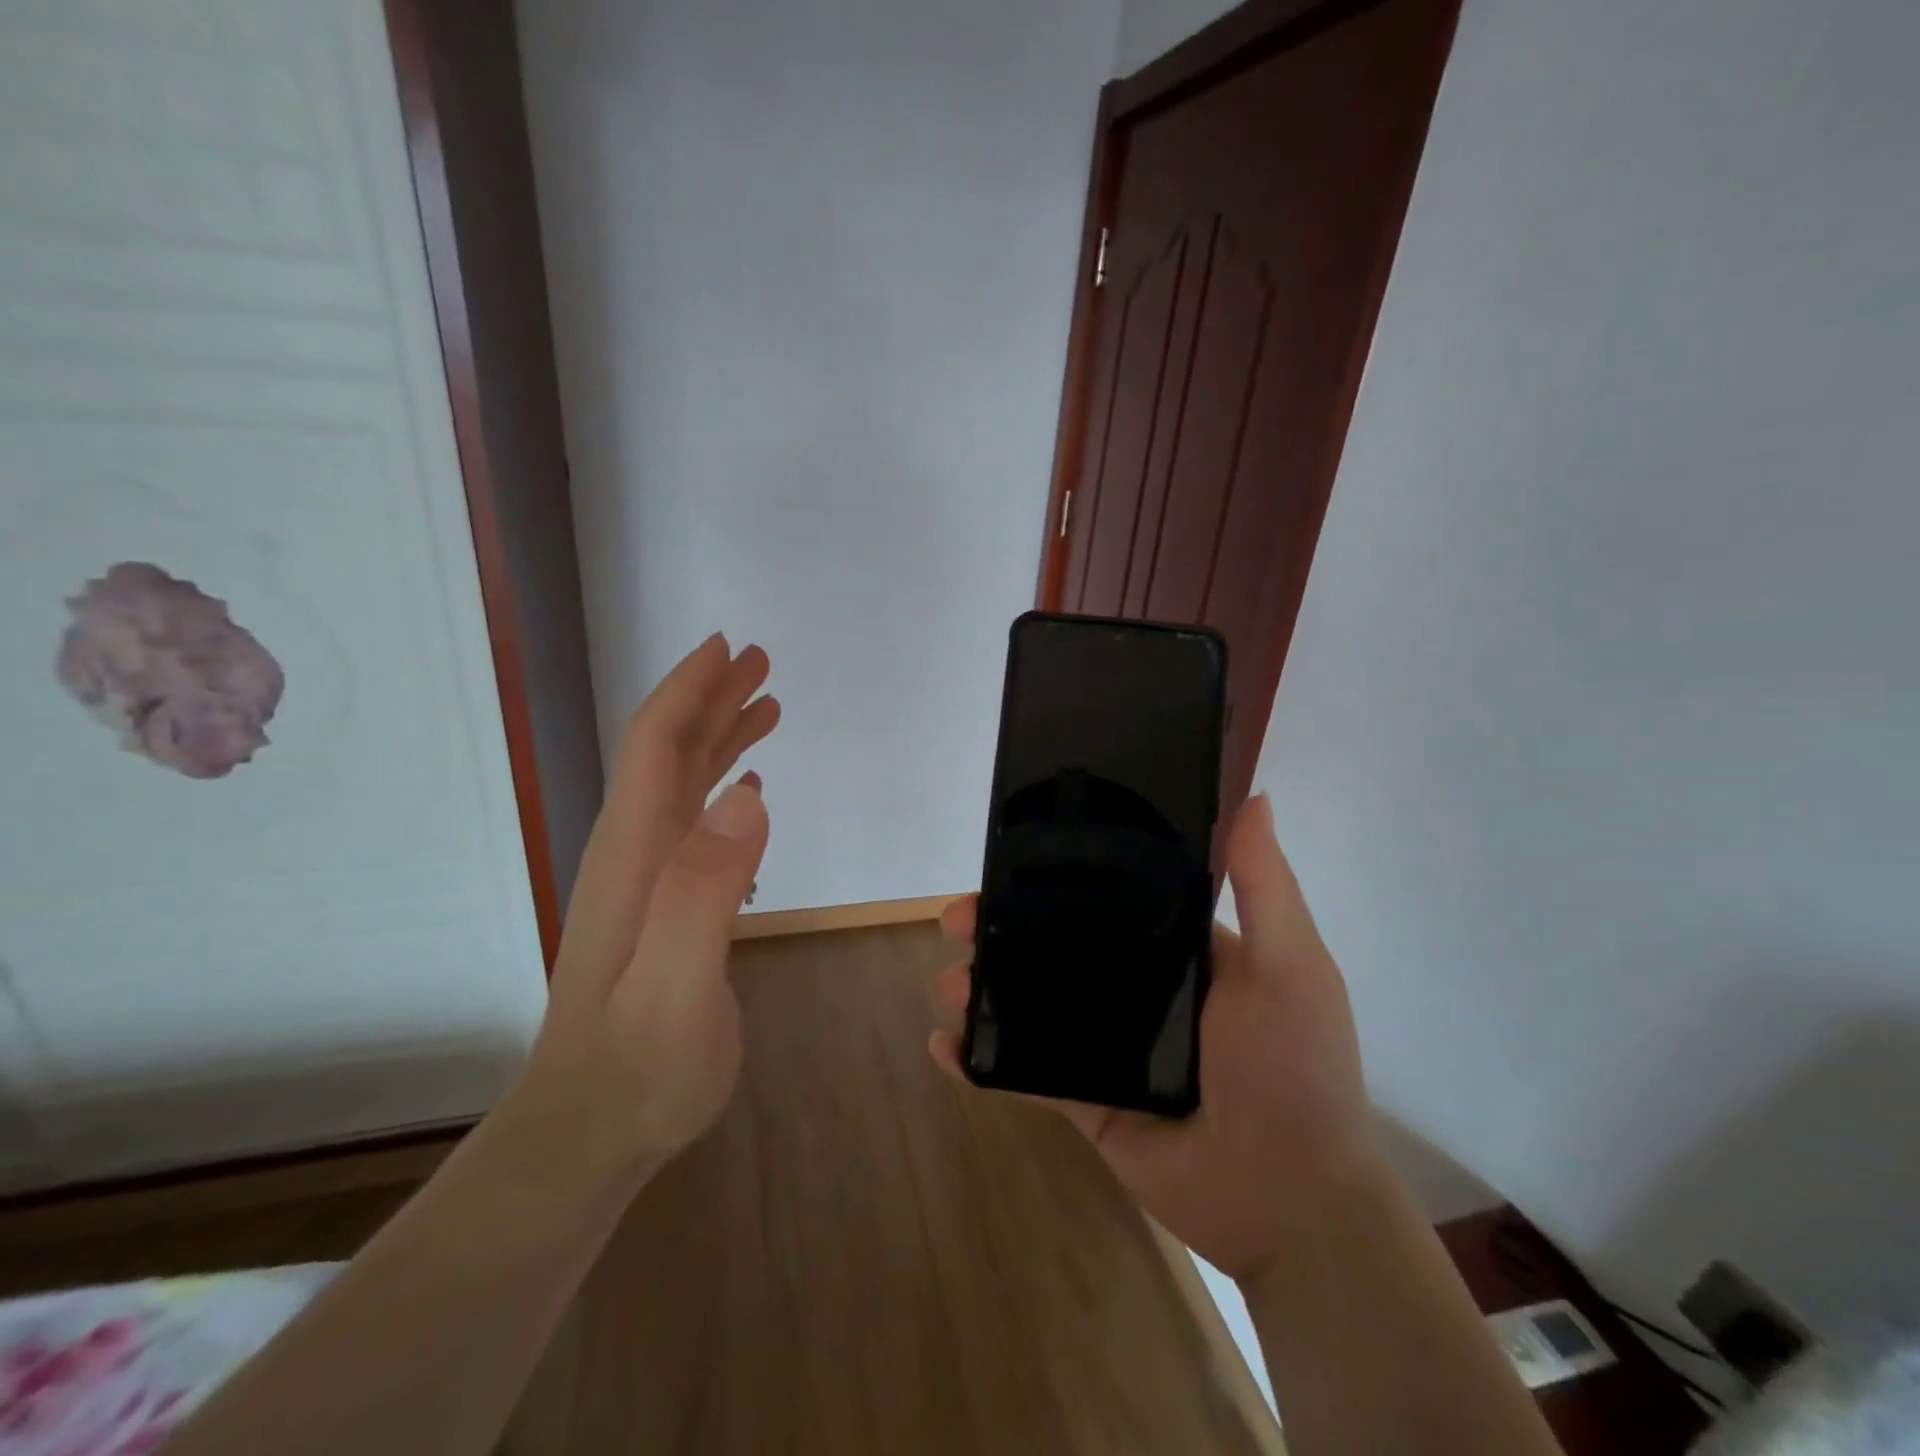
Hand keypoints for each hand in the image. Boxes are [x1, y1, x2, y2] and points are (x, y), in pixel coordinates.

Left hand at [506, 634, 780, 1192]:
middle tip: (759, 662)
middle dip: (710, 699)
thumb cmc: (639, 1067)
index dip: (689, 691)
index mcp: (635, 854)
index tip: (727, 648)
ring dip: (720, 737)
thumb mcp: (676, 986)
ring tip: (765, 707)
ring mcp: (648, 881)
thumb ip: (705, 891)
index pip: (657, 748)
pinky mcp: (665, 907)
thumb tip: (748, 795)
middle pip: (668, 754)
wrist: (590, 1133)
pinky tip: (747, 789)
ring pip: (682, 785)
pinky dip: (721, 788)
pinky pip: (693, 824)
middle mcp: (636, 853)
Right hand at [928, 795, 1380, 1284]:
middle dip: (999, 928)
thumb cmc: (1295, 1069)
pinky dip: (982, 1060)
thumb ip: (1265, 886)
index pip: (1104, 897)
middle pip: (1053, 945)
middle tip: (956, 921)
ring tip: (947, 986)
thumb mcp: (1291, 967)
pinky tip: (944, 1046)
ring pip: (1030, 1003)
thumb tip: (1256, 796)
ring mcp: (1106, 1044)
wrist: (1293, 1204)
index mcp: (1175, 948)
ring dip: (981, 990)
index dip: (1055, 876)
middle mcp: (1136, 988)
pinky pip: (1026, 1072)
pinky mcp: (1086, 1099)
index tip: (1008, 859)